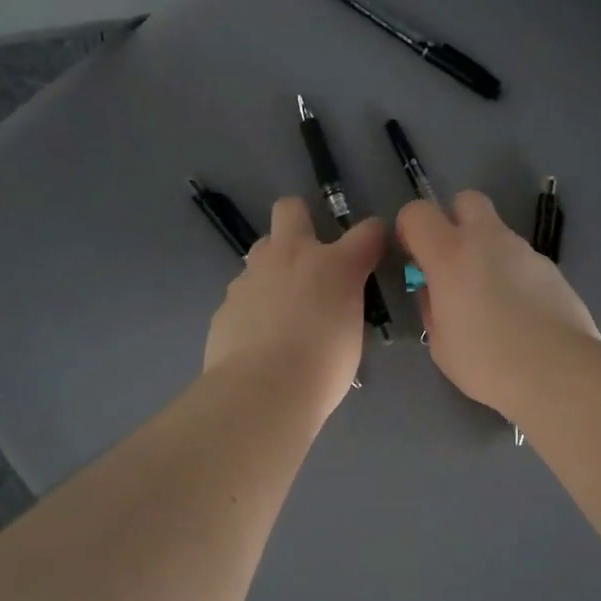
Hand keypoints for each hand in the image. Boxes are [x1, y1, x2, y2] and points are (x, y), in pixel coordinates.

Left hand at [204, 197, 385, 418]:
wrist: (261, 391)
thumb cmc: (323, 367)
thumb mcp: (352, 333)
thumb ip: (345, 304)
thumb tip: (336, 302)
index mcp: (335, 264)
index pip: (367, 231)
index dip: (374, 236)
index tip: (374, 250)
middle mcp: (291, 256)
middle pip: (291, 208)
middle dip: (300, 220)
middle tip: (310, 256)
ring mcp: (252, 275)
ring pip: (262, 249)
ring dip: (275, 266)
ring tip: (282, 304)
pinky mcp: (227, 300)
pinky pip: (245, 290)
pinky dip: (254, 304)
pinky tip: (258, 335)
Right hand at [396, 189, 600, 416]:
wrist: (558, 371)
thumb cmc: (487, 362)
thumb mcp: (440, 343)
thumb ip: (433, 307)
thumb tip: (437, 292)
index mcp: (450, 254)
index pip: (418, 212)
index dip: (411, 229)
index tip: (415, 258)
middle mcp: (488, 240)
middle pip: (466, 199)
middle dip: (455, 220)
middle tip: (454, 262)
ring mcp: (524, 250)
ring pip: (498, 232)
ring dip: (487, 253)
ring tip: (493, 301)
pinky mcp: (552, 268)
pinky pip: (522, 260)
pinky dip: (514, 275)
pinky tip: (522, 313)